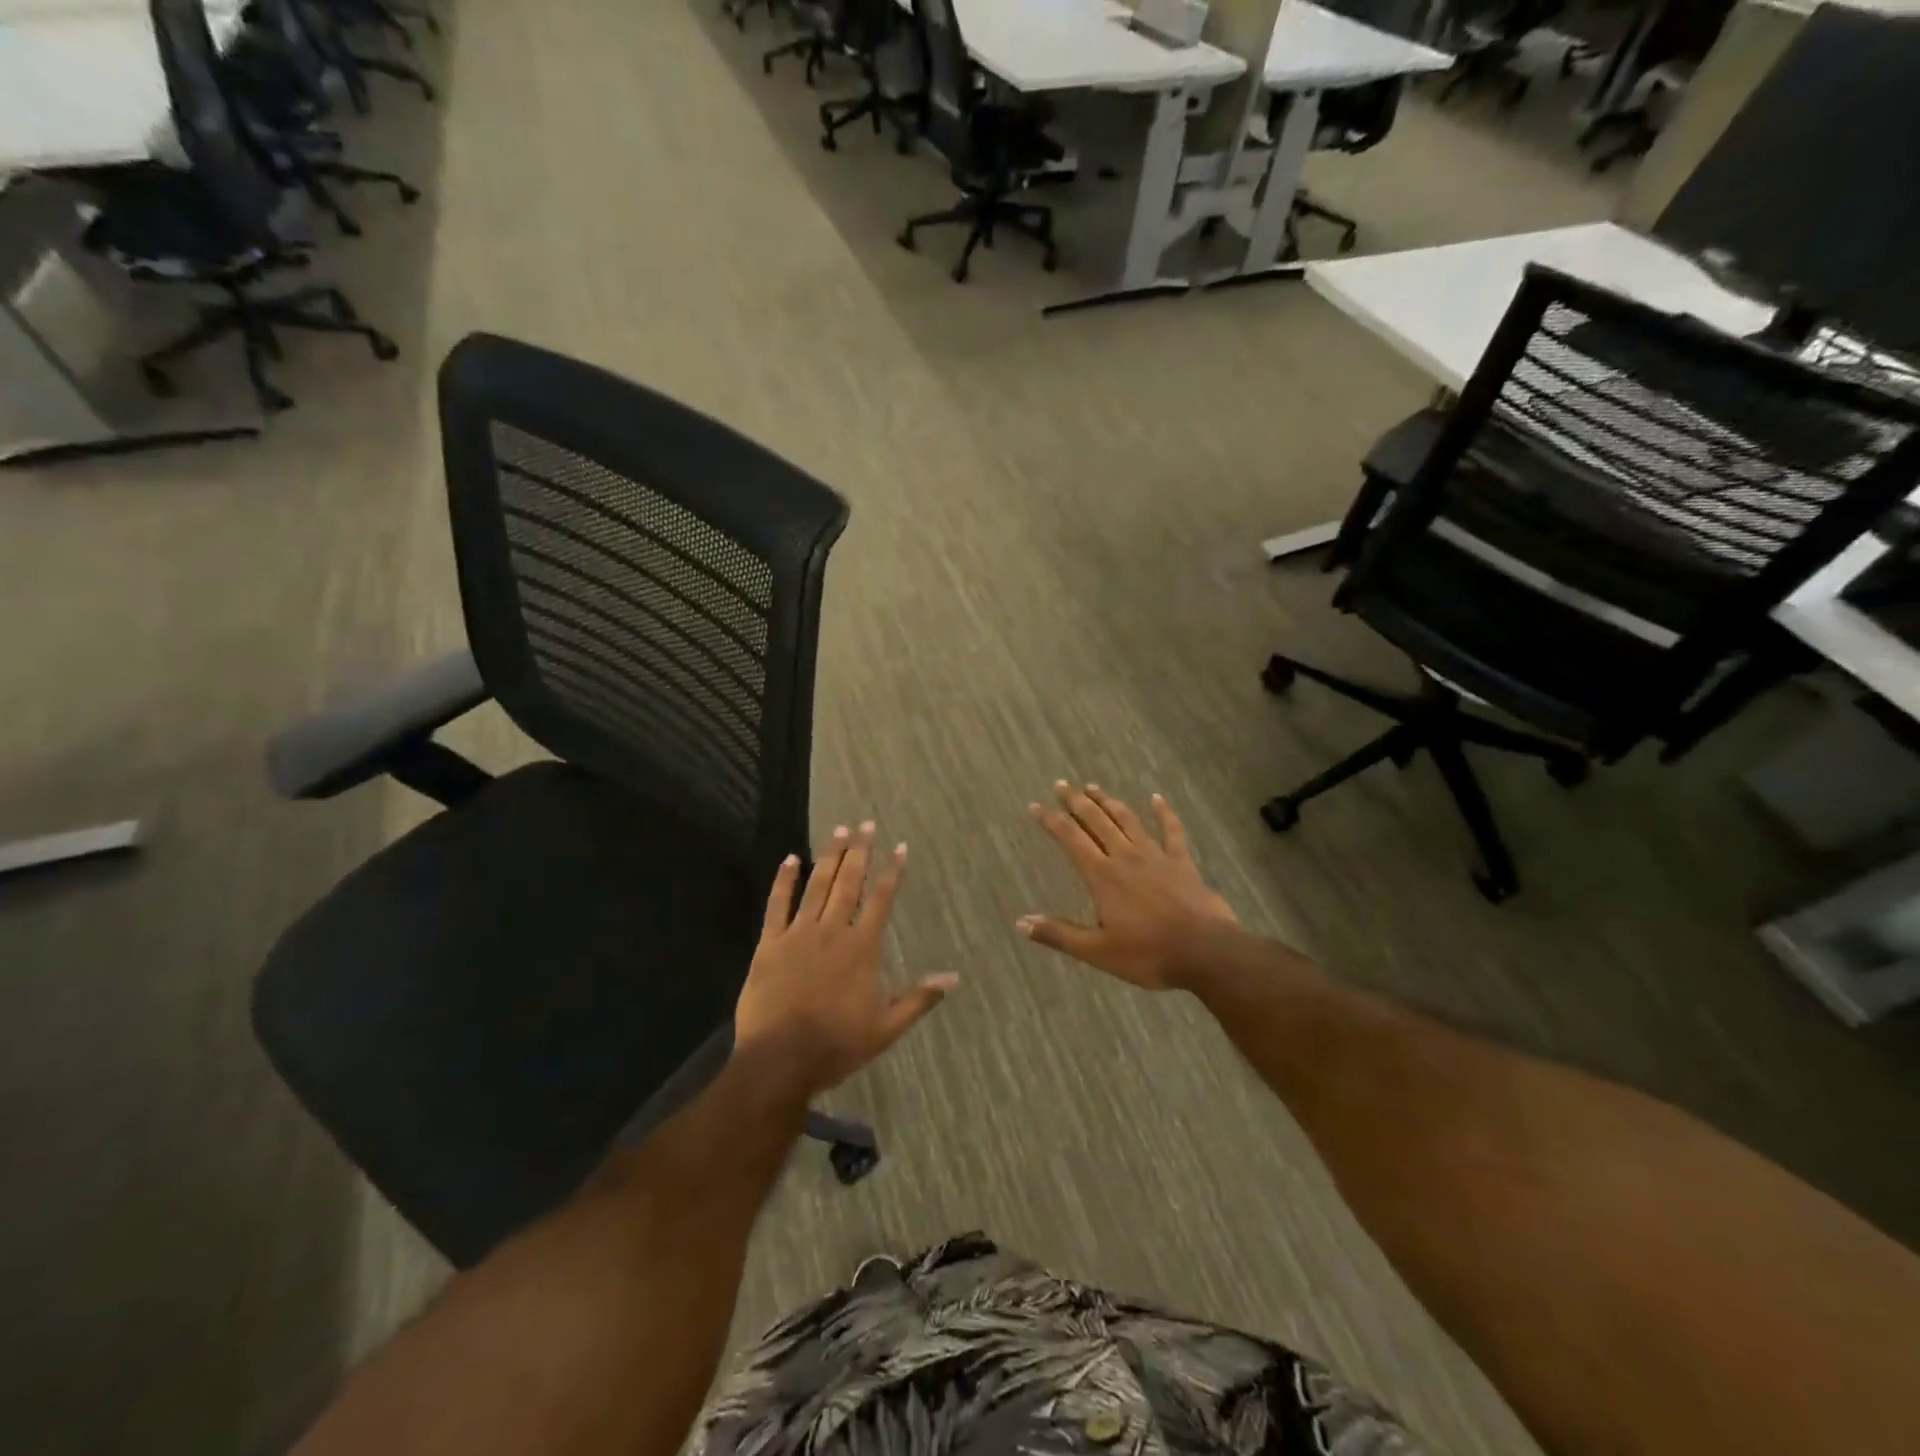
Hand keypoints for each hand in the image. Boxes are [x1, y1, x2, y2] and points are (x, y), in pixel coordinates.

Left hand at [734, 822, 956, 1098]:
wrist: (781, 1059)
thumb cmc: (837, 1045)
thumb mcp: (886, 1027)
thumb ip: (919, 999)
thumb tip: (953, 978)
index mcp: (862, 948)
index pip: (881, 899)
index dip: (892, 871)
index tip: (899, 846)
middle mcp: (833, 931)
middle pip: (849, 883)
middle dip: (860, 851)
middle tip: (866, 824)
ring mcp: (799, 934)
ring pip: (817, 885)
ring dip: (829, 856)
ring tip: (839, 830)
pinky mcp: (770, 943)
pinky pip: (777, 904)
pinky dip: (784, 881)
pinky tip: (790, 859)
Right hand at [1019, 782, 1238, 990]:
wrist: (1206, 952)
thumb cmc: (1148, 955)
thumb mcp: (1097, 951)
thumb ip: (1059, 934)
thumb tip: (1021, 923)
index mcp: (1102, 876)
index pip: (1070, 839)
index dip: (1051, 821)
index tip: (1036, 806)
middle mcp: (1125, 856)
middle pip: (1096, 821)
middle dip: (1076, 802)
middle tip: (1061, 784)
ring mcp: (1156, 856)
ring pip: (1127, 820)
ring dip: (1109, 802)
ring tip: (1094, 787)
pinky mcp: (1182, 862)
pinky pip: (1172, 831)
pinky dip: (1164, 813)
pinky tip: (1157, 798)